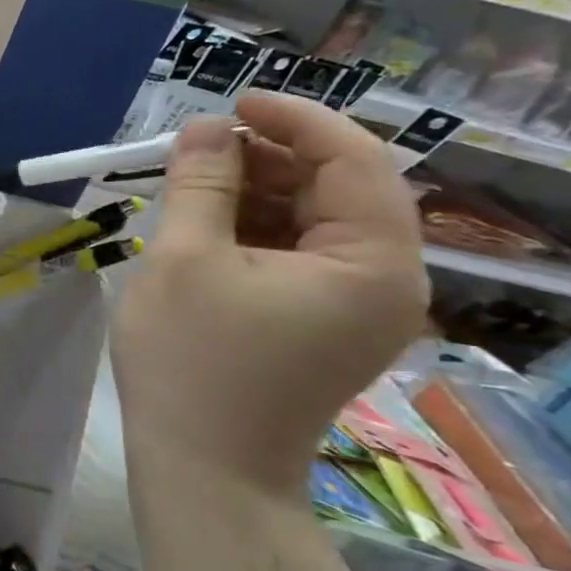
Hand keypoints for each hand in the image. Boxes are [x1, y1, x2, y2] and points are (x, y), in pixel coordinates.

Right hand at [112, 93, 428, 498]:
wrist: (204, 468)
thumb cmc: (191, 362)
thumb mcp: (183, 260)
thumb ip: (200, 183)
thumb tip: (206, 126)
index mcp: (372, 262)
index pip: (354, 159)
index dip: (295, 119)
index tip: (231, 102)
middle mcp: (387, 280)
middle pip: (340, 188)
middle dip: (269, 156)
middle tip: (198, 147)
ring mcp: (359, 306)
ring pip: (316, 220)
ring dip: (258, 191)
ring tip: (192, 184)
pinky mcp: (326, 323)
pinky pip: (302, 254)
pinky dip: (257, 229)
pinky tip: (206, 226)